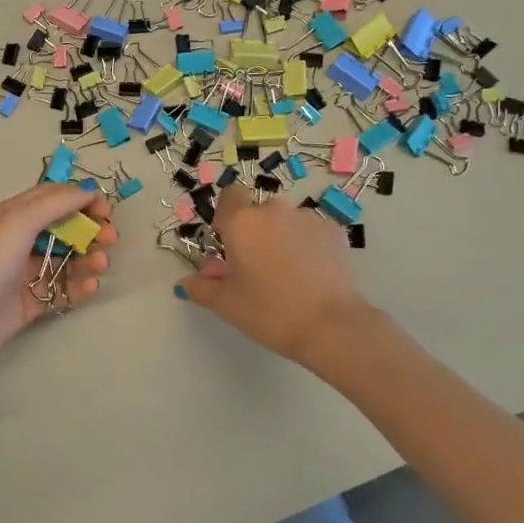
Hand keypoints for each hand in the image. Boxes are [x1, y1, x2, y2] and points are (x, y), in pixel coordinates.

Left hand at [0, 183, 117, 376]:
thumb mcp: (19, 221)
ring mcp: (24, 273)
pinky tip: (90, 288)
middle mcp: (18, 240)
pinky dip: (79, 287)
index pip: (53, 197)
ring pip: (66, 259)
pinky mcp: (30, 303)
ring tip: (101, 266)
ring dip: (88, 258)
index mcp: (12, 215)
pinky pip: (61, 289)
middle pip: (63, 228)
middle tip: (111, 239)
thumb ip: (55, 203)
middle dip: (90, 230)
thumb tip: (86, 190)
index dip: (81, 199)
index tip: (105, 210)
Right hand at [176, 186, 370, 366]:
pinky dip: (307, 246)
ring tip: (289, 275)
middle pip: (258, 211)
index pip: (229, 196)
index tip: (228, 244)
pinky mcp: (335, 232)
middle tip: (256, 267)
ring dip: (282, 238)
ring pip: (286, 222)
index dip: (226, 216)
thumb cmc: (270, 312)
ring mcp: (308, 218)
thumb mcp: (226, 304)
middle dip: (255, 232)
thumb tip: (188, 281)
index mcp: (242, 222)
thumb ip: (201, 287)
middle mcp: (275, 210)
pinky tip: (312, 276)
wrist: (332, 326)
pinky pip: (311, 232)